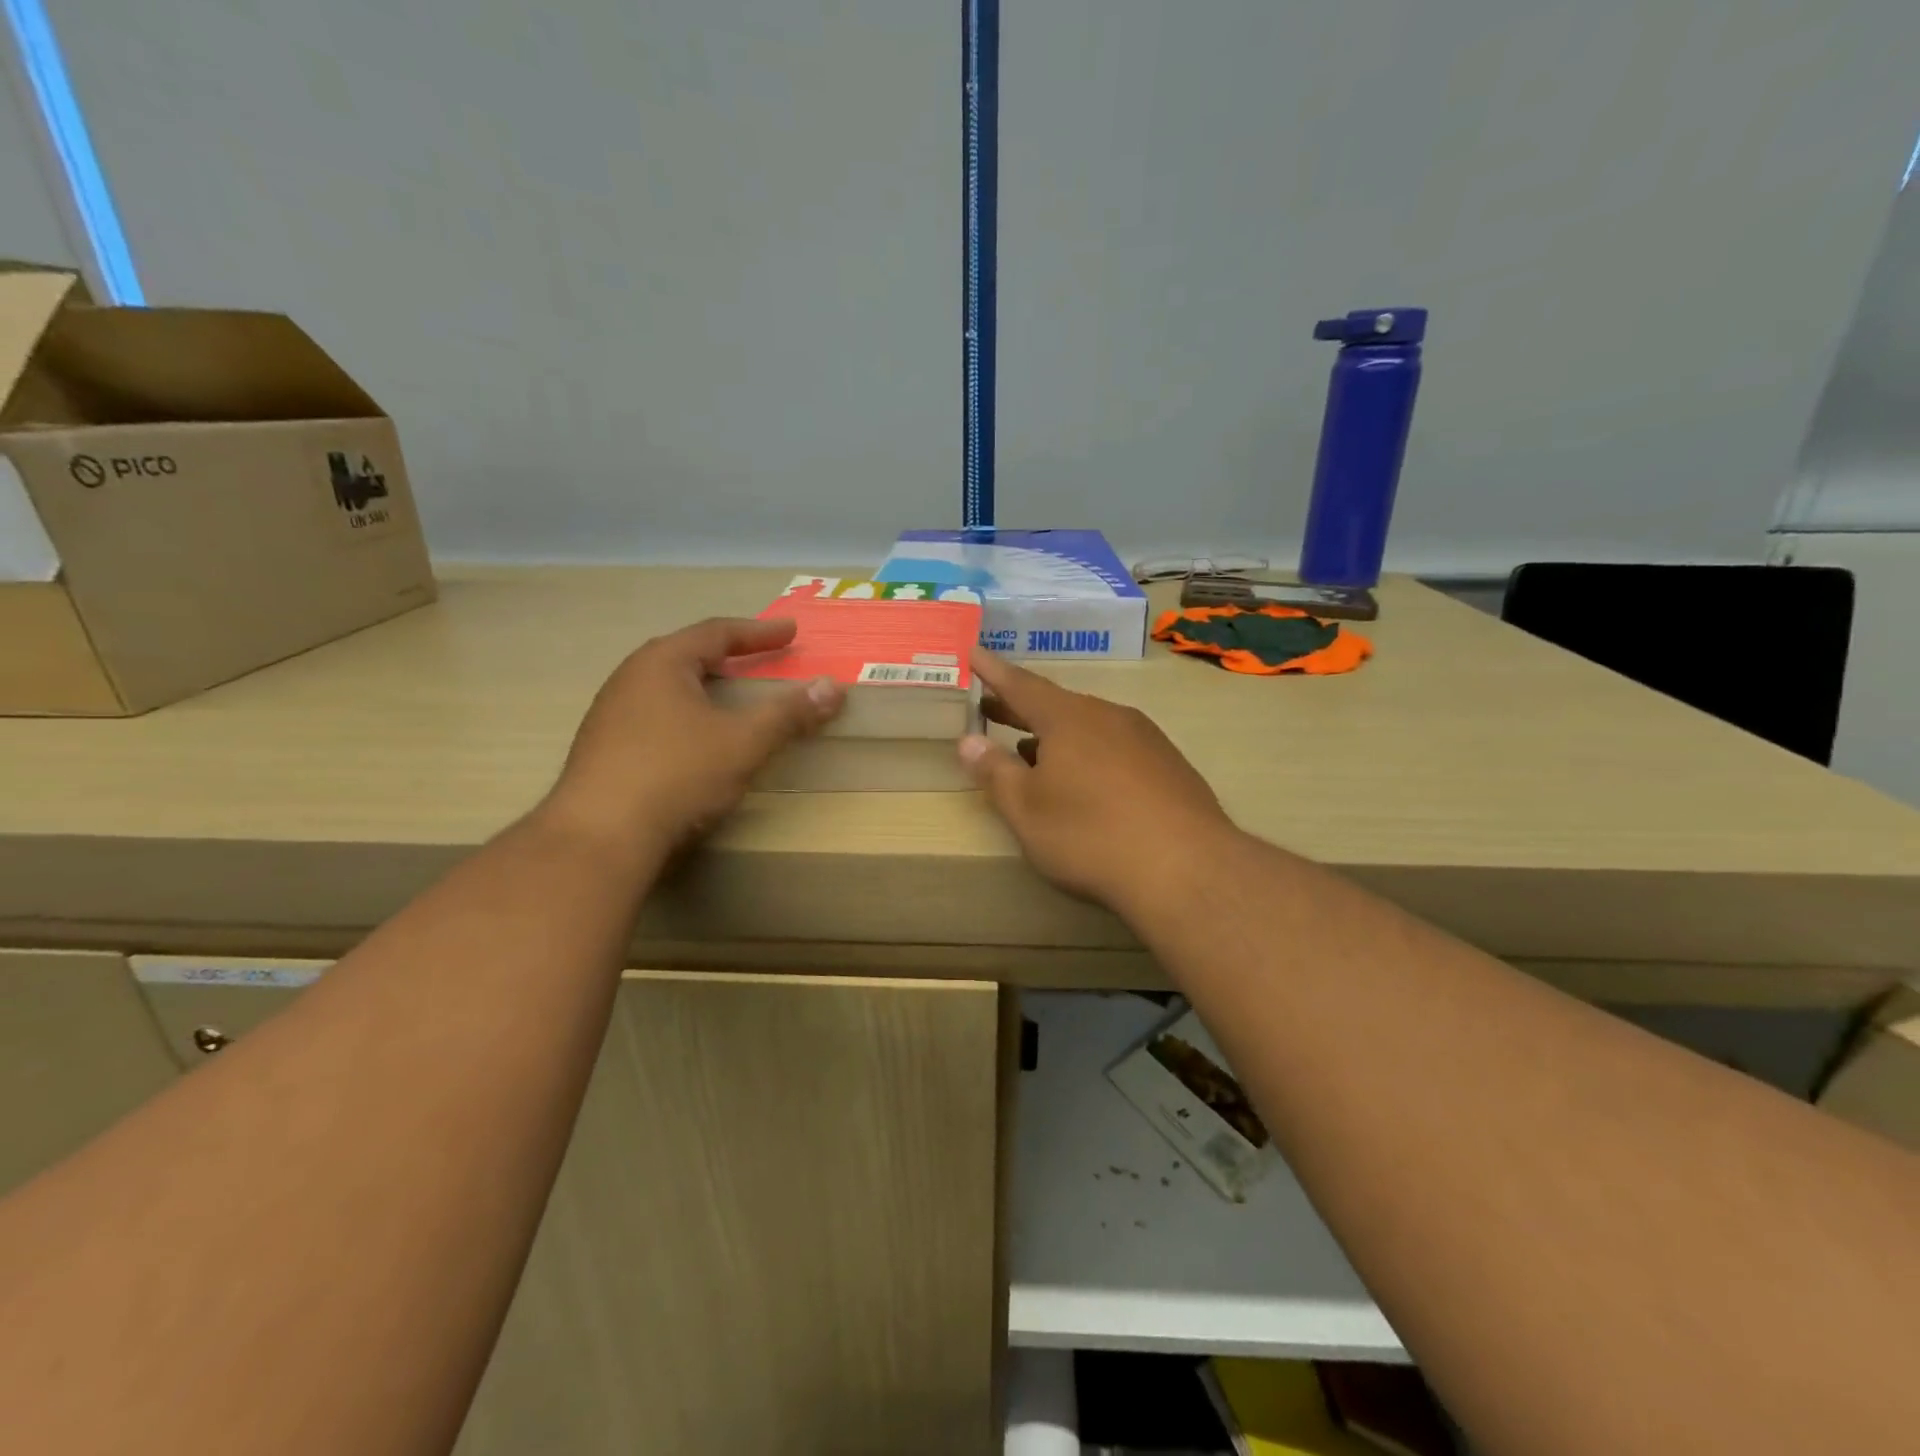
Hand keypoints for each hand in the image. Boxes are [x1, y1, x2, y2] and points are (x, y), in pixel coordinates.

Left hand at [543, 617, 841, 854]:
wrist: (600, 837)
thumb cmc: (676, 774)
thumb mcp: (744, 742)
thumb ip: (789, 713)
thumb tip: (833, 687)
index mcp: (661, 663)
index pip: (716, 632)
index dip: (758, 632)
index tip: (791, 632)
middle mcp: (630, 678)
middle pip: (687, 655)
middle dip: (728, 656)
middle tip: (760, 659)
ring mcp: (610, 714)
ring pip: (668, 687)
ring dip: (705, 687)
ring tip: (731, 697)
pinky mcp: (603, 749)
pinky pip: (655, 715)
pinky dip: (686, 714)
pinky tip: (696, 739)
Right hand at [959, 652, 1239, 914]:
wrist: (1187, 868)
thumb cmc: (1090, 835)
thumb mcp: (1027, 810)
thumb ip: (995, 771)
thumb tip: (969, 740)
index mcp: (1068, 718)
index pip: (1021, 685)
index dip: (993, 672)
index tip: (973, 653)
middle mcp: (1108, 716)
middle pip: (1056, 705)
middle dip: (1021, 708)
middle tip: (991, 709)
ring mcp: (1145, 738)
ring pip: (1089, 726)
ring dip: (1055, 735)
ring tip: (1031, 752)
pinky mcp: (1169, 765)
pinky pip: (1116, 747)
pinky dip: (1089, 753)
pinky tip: (1085, 782)